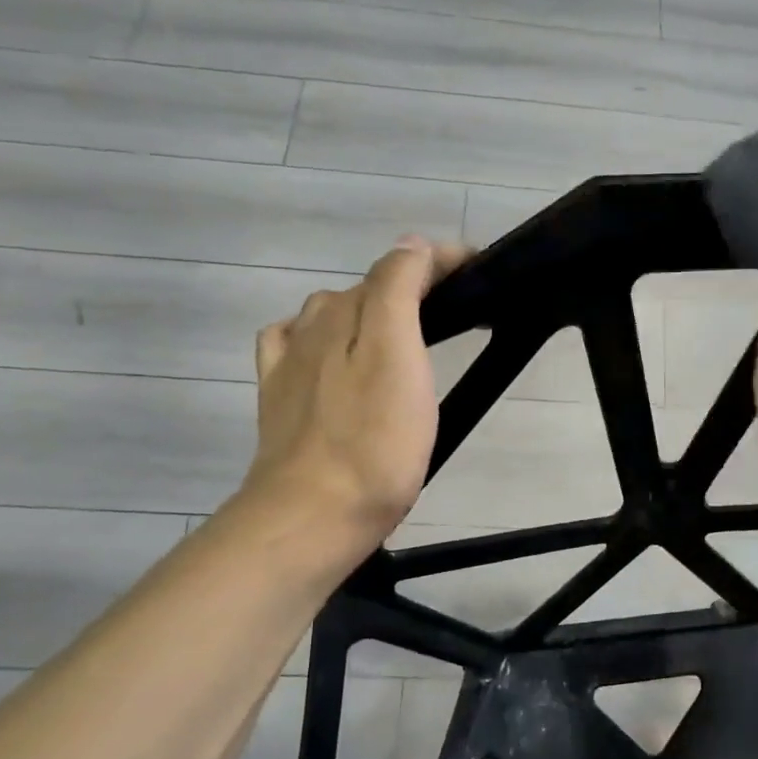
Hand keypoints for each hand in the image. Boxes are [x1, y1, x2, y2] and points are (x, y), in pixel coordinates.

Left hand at [243, 236, 469, 550]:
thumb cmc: (375, 444)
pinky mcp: (279, 397)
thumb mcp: (400, 360)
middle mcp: (315, 327)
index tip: (478, 266)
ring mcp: (291, 363)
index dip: (439, 259)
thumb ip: (399, 293)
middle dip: (410, 284)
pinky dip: (317, 336)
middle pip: (366, 288)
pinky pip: (292, 346)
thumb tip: (410, 244)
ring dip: (368, 309)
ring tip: (402, 333)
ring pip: (331, 314)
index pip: (399, 265)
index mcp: (350, 313)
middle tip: (454, 307)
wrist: (313, 515)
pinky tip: (330, 355)